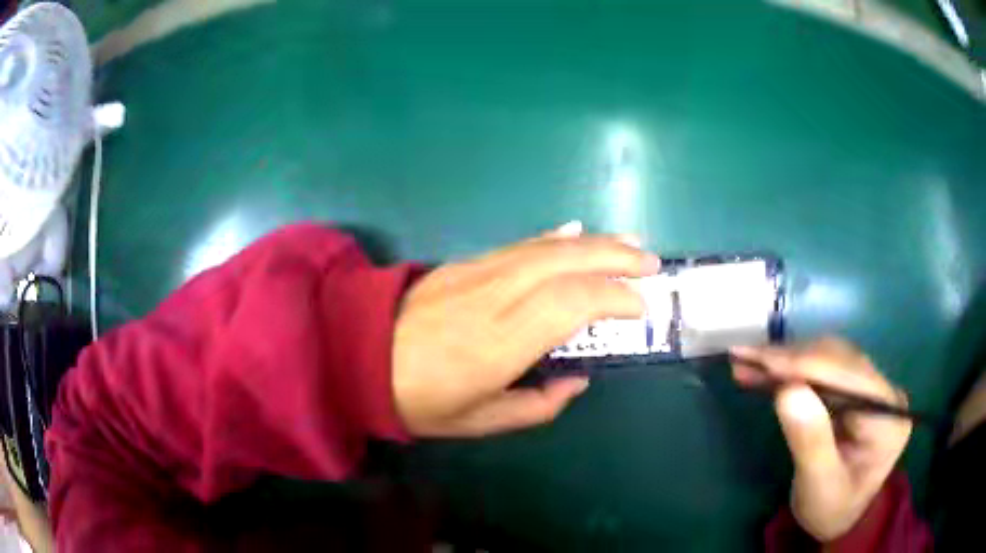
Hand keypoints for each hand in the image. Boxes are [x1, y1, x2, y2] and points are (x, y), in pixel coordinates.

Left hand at [393, 222, 659, 436]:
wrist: (359, 356)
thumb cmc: (419, 400)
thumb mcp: (479, 421)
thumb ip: (537, 406)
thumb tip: (578, 380)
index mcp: (498, 344)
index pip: (569, 303)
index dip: (612, 296)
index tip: (640, 306)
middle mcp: (493, 298)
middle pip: (564, 263)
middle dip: (614, 257)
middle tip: (650, 262)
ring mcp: (476, 274)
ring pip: (544, 247)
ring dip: (592, 241)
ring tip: (627, 241)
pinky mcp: (464, 264)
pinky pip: (518, 245)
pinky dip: (552, 237)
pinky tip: (573, 232)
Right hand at [730, 338, 911, 541]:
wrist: (839, 519)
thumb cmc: (831, 510)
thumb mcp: (819, 486)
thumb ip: (810, 440)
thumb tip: (787, 390)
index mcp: (888, 414)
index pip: (849, 375)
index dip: (805, 363)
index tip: (760, 360)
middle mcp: (884, 390)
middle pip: (839, 359)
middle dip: (791, 358)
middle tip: (744, 357)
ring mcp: (871, 387)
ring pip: (828, 358)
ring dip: (787, 360)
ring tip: (747, 362)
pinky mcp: (854, 391)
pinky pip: (822, 371)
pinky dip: (791, 370)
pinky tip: (765, 371)